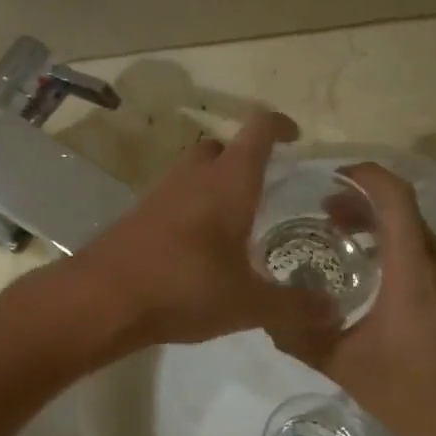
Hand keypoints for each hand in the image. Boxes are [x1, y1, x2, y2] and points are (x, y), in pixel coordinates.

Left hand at [72, 111, 336, 348]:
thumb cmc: (183, 288)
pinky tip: (200, 248)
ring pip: (194, 172)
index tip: (294, 137)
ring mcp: (161, 194)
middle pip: (222, 147)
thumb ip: (294, 306)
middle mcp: (194, 177)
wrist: (102, 300)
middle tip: (266, 190)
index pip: (258, 131)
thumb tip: (333, 310)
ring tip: (236, 222)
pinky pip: (174, 198)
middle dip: (245, 160)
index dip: (279, 126)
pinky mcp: (139, 216)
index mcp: (229, 183)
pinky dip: (192, 209)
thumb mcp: (248, 304)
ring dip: (215, 185)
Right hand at [273, 164, 435, 435]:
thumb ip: (301, 336)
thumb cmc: (410, 394)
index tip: (332, 178)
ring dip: (380, 224)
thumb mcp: (344, 365)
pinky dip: (396, 246)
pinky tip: (369, 272)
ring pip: (416, 231)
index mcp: (413, 272)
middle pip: (404, 210)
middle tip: (323, 211)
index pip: (396, 199)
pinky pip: (425, 254)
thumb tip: (266, 316)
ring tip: (341, 236)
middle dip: (363, 201)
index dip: (366, 176)